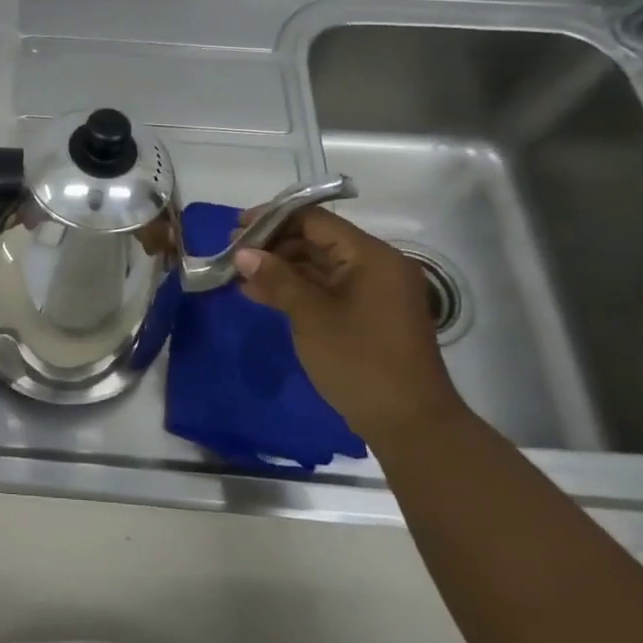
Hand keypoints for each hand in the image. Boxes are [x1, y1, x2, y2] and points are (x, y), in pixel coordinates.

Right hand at [232, 206, 463, 445]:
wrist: (409, 424)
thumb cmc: (360, 360)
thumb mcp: (311, 315)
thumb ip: (276, 278)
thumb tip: (242, 252)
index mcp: (371, 256)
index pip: (316, 220)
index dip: (273, 219)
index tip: (236, 227)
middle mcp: (376, 266)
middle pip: (317, 240)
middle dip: (273, 245)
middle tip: (232, 254)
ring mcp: (373, 292)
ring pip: (319, 266)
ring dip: (280, 268)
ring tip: (239, 275)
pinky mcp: (367, 315)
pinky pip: (326, 289)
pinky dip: (296, 289)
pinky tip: (261, 295)